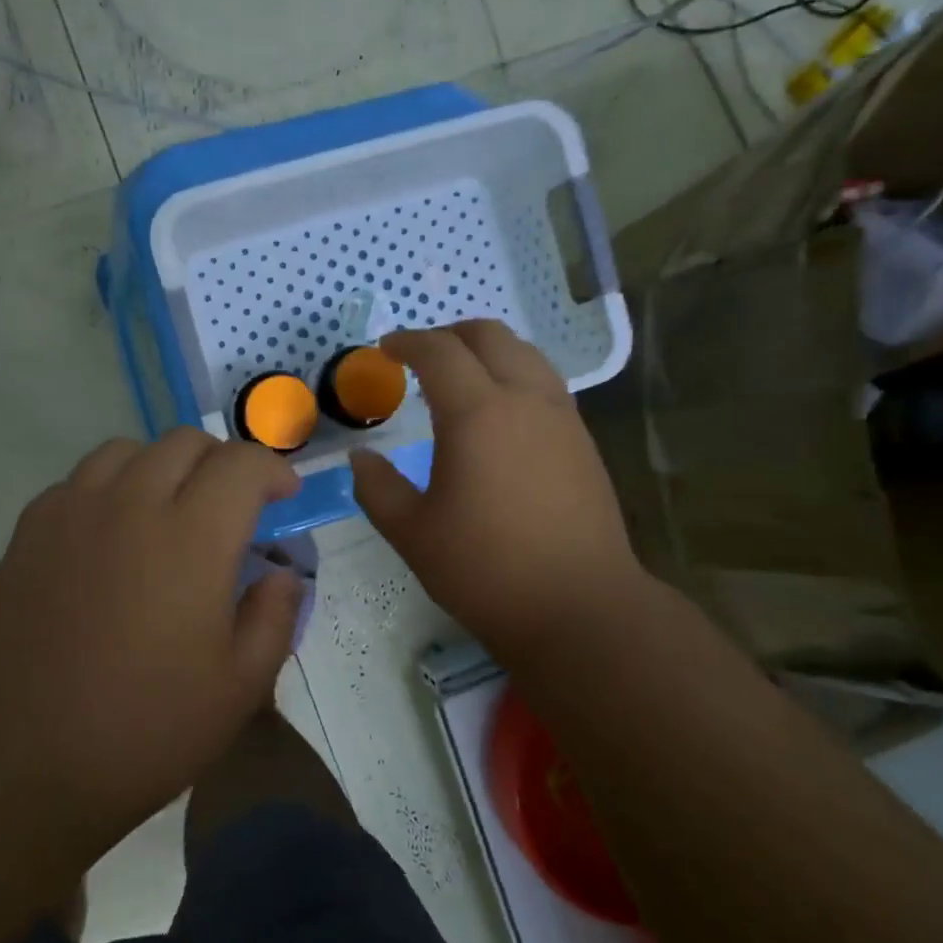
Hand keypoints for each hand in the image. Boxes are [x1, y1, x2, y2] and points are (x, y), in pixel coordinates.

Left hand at [0, 429, 306, 855]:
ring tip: (171, 512)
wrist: (14, 765)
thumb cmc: (142, 732)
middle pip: (185, 442)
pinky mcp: (27, 533)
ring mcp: (70, 513)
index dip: (273, 470)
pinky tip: (111, 537)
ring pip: (127, 450)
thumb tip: (282, 575)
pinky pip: (78, 481)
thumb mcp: (238, 689)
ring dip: (163, 467)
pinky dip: (111, 489)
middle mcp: (130, 505)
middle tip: (233, 508)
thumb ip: (274, 617)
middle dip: (223, 463)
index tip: (284, 498)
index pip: (242, 464)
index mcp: (191, 538)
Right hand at [349, 321, 648, 665]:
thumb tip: (360, 457)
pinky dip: (515, 374)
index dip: (407, 342)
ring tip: (461, 377)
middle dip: (449, 335)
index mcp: (476, 414)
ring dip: (487, 351)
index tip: (385, 350)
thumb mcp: (413, 533)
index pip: (438, 352)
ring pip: (525, 353)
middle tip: (420, 356)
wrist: (578, 607)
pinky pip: (545, 382)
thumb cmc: (485, 570)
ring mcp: (561, 417)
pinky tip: (500, 412)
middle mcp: (524, 399)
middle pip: (489, 336)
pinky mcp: (583, 440)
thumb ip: (377, 487)